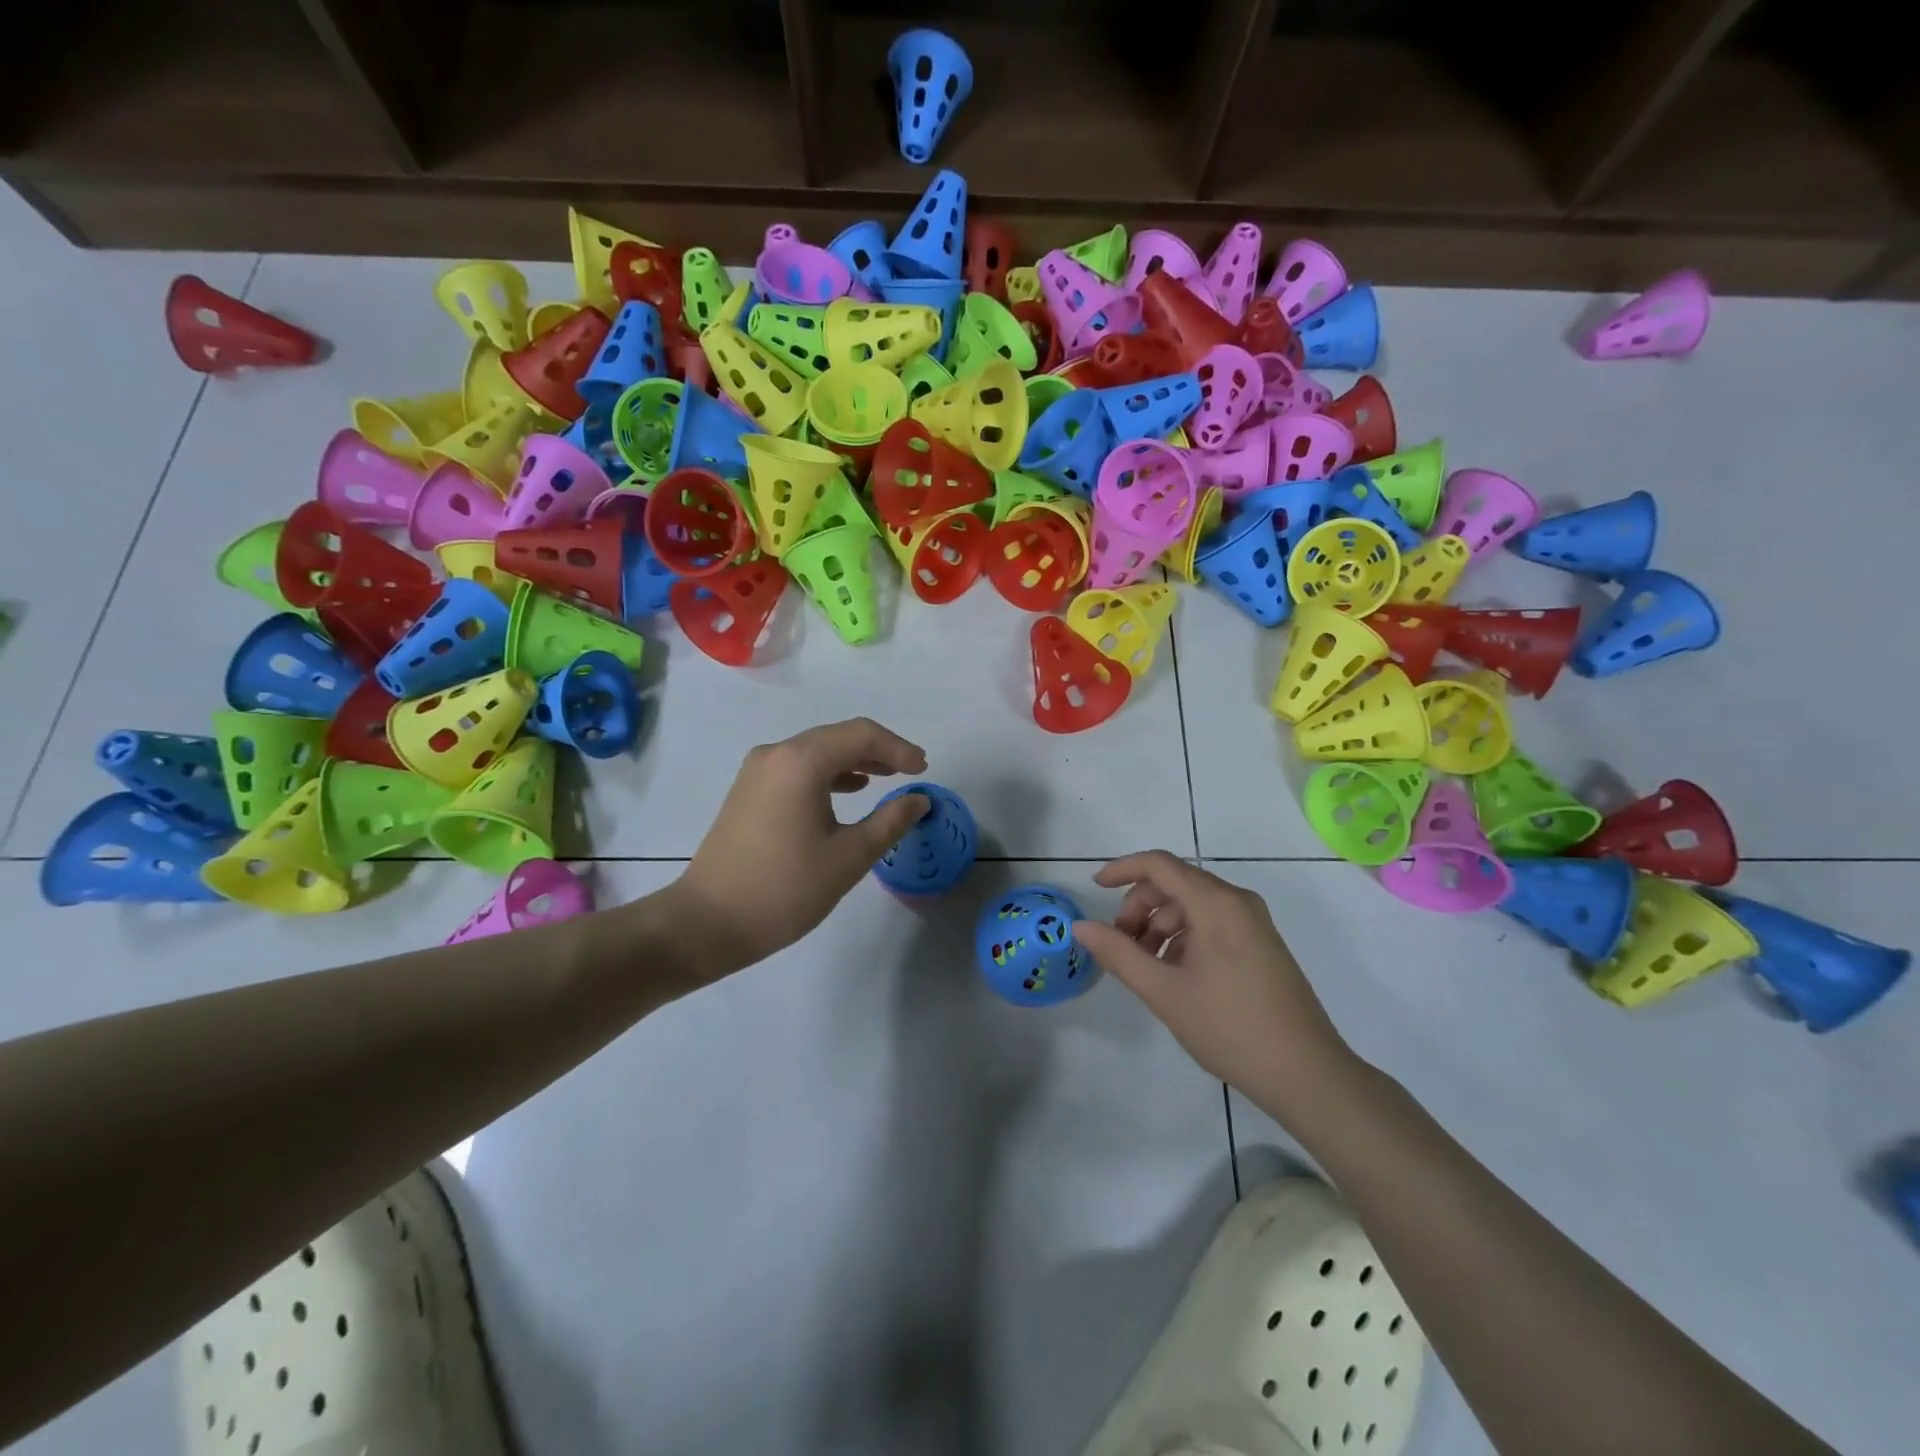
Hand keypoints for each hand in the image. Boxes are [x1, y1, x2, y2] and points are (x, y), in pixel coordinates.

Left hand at [669, 718, 930, 976]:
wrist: (708, 922)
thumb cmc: (785, 889)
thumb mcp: (849, 857)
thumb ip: (890, 821)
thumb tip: (919, 799)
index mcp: (801, 762)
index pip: (861, 735)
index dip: (898, 748)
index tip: (924, 769)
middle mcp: (776, 754)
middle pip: (837, 737)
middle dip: (878, 751)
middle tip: (910, 771)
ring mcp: (757, 771)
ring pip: (816, 751)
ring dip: (853, 761)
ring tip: (885, 779)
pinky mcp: (747, 791)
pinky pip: (797, 768)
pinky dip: (827, 774)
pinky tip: (847, 791)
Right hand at [1073, 852, 1356, 1104]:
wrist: (1307, 1074)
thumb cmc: (1230, 1027)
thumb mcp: (1164, 992)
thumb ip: (1118, 954)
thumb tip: (1080, 926)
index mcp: (1216, 903)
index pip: (1159, 864)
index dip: (1122, 869)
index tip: (1094, 889)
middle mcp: (1237, 902)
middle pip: (1175, 884)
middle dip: (1139, 907)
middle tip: (1120, 944)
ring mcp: (1254, 923)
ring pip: (1192, 906)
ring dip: (1160, 925)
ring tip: (1145, 966)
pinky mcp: (1262, 944)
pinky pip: (1212, 923)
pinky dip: (1184, 937)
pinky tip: (1175, 974)